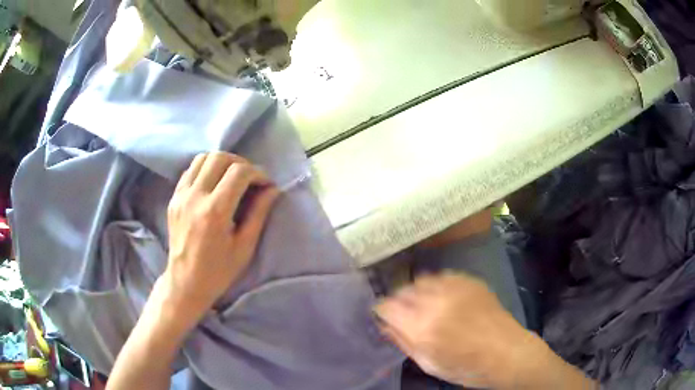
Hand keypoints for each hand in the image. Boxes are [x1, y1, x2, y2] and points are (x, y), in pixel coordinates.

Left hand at [164, 152, 279, 320]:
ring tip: (232, 178)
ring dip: (221, 162)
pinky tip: (214, 184)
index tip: (266, 184)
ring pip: (203, 158)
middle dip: (240, 163)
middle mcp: (195, 197)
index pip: (239, 172)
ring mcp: (181, 195)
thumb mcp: (244, 247)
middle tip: (250, 178)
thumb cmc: (218, 271)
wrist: (185, 282)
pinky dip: (206, 169)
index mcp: (215, 212)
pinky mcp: (174, 198)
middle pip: (219, 157)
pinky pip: (190, 170)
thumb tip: (273, 189)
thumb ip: (259, 213)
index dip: (257, 173)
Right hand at [375, 273, 593, 388]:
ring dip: (416, 291)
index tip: (383, 315)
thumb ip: (404, 342)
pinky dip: (436, 284)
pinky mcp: (470, 281)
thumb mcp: (429, 364)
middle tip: (402, 312)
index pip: (387, 306)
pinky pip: (443, 275)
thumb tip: (385, 326)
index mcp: (422, 328)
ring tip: (422, 304)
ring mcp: (455, 288)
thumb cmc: (466, 368)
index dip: (382, 310)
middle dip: (398, 300)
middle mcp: (436, 302)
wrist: (507, 353)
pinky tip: (442, 296)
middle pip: (402, 289)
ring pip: (421, 279)